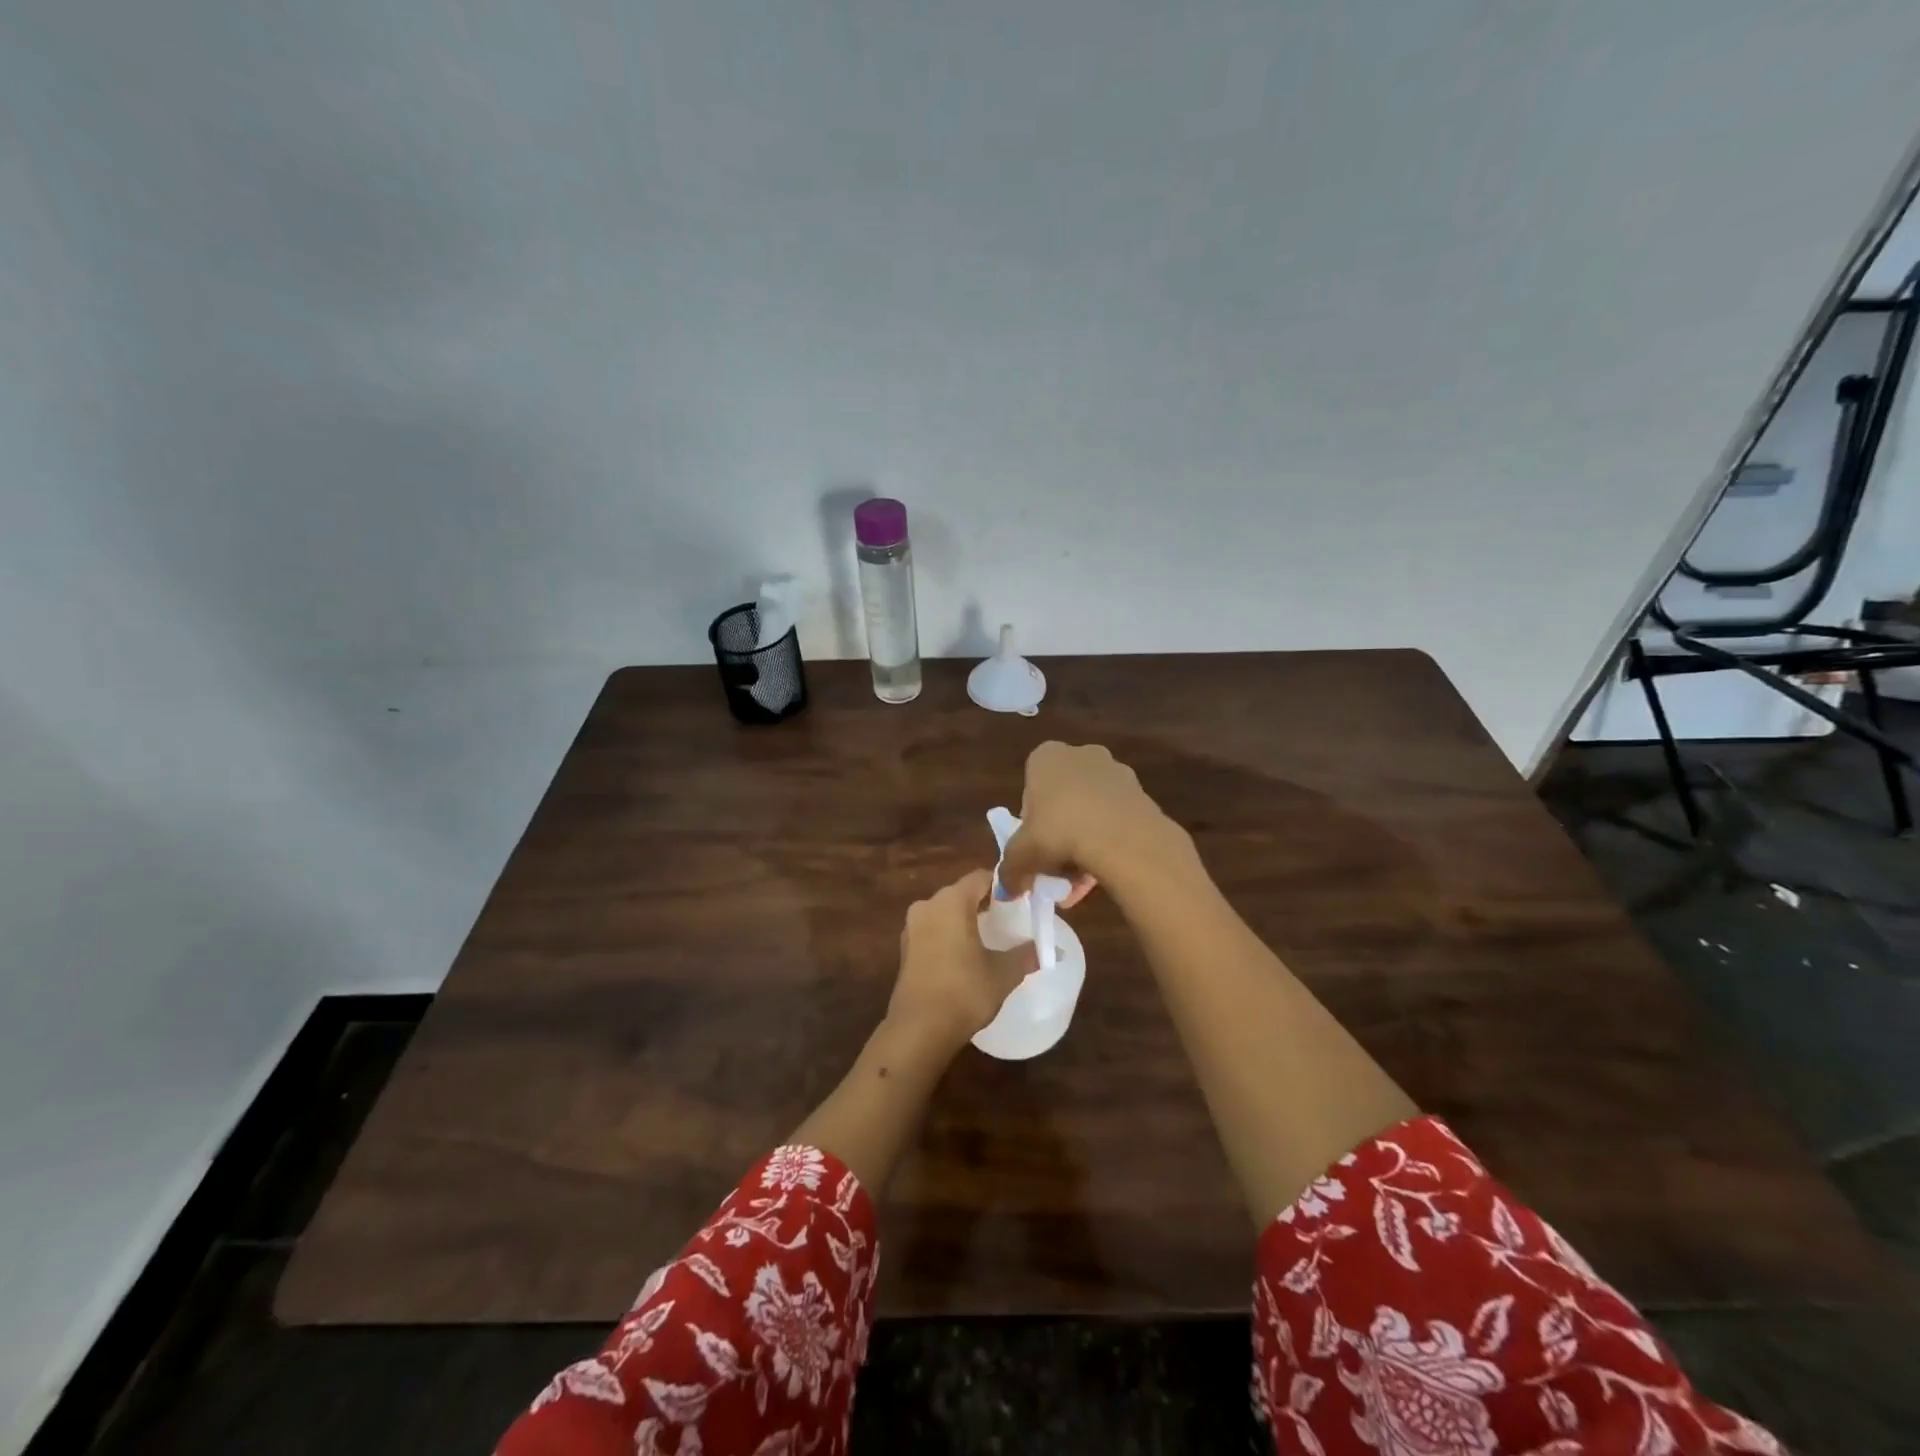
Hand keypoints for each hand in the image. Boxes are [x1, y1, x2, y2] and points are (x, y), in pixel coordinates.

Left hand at [887, 869, 1036, 1048]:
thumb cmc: (964, 991)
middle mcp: (928, 905)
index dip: (1003, 885)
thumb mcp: (1003, 973)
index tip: (1022, 899)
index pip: (981, 878)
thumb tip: (1050, 949)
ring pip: (945, 911)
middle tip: (1009, 917)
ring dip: (965, 918)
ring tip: (989, 936)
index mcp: (952, 901)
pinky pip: (932, 929)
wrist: (919, 1028)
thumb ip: (1027, 955)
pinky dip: (949, 934)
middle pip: (961, 892)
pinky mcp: (905, 948)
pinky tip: (965, 954)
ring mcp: (912, 927)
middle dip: (984, 901)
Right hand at [998, 742, 1176, 898]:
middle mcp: (1082, 755)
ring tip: (1081, 883)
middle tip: (1056, 868)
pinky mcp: (1141, 794)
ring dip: (1084, 844)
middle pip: (1062, 801)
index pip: (1031, 789)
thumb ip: (1010, 871)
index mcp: (1046, 757)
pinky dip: (1108, 844)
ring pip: (1091, 813)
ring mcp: (1116, 772)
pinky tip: (1103, 874)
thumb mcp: (1021, 856)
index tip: (1034, 847)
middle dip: (1059, 835)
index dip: (1030, 823)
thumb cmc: (1059, 832)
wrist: (1122, 837)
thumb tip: (1007, 889)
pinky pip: (1116, 821)